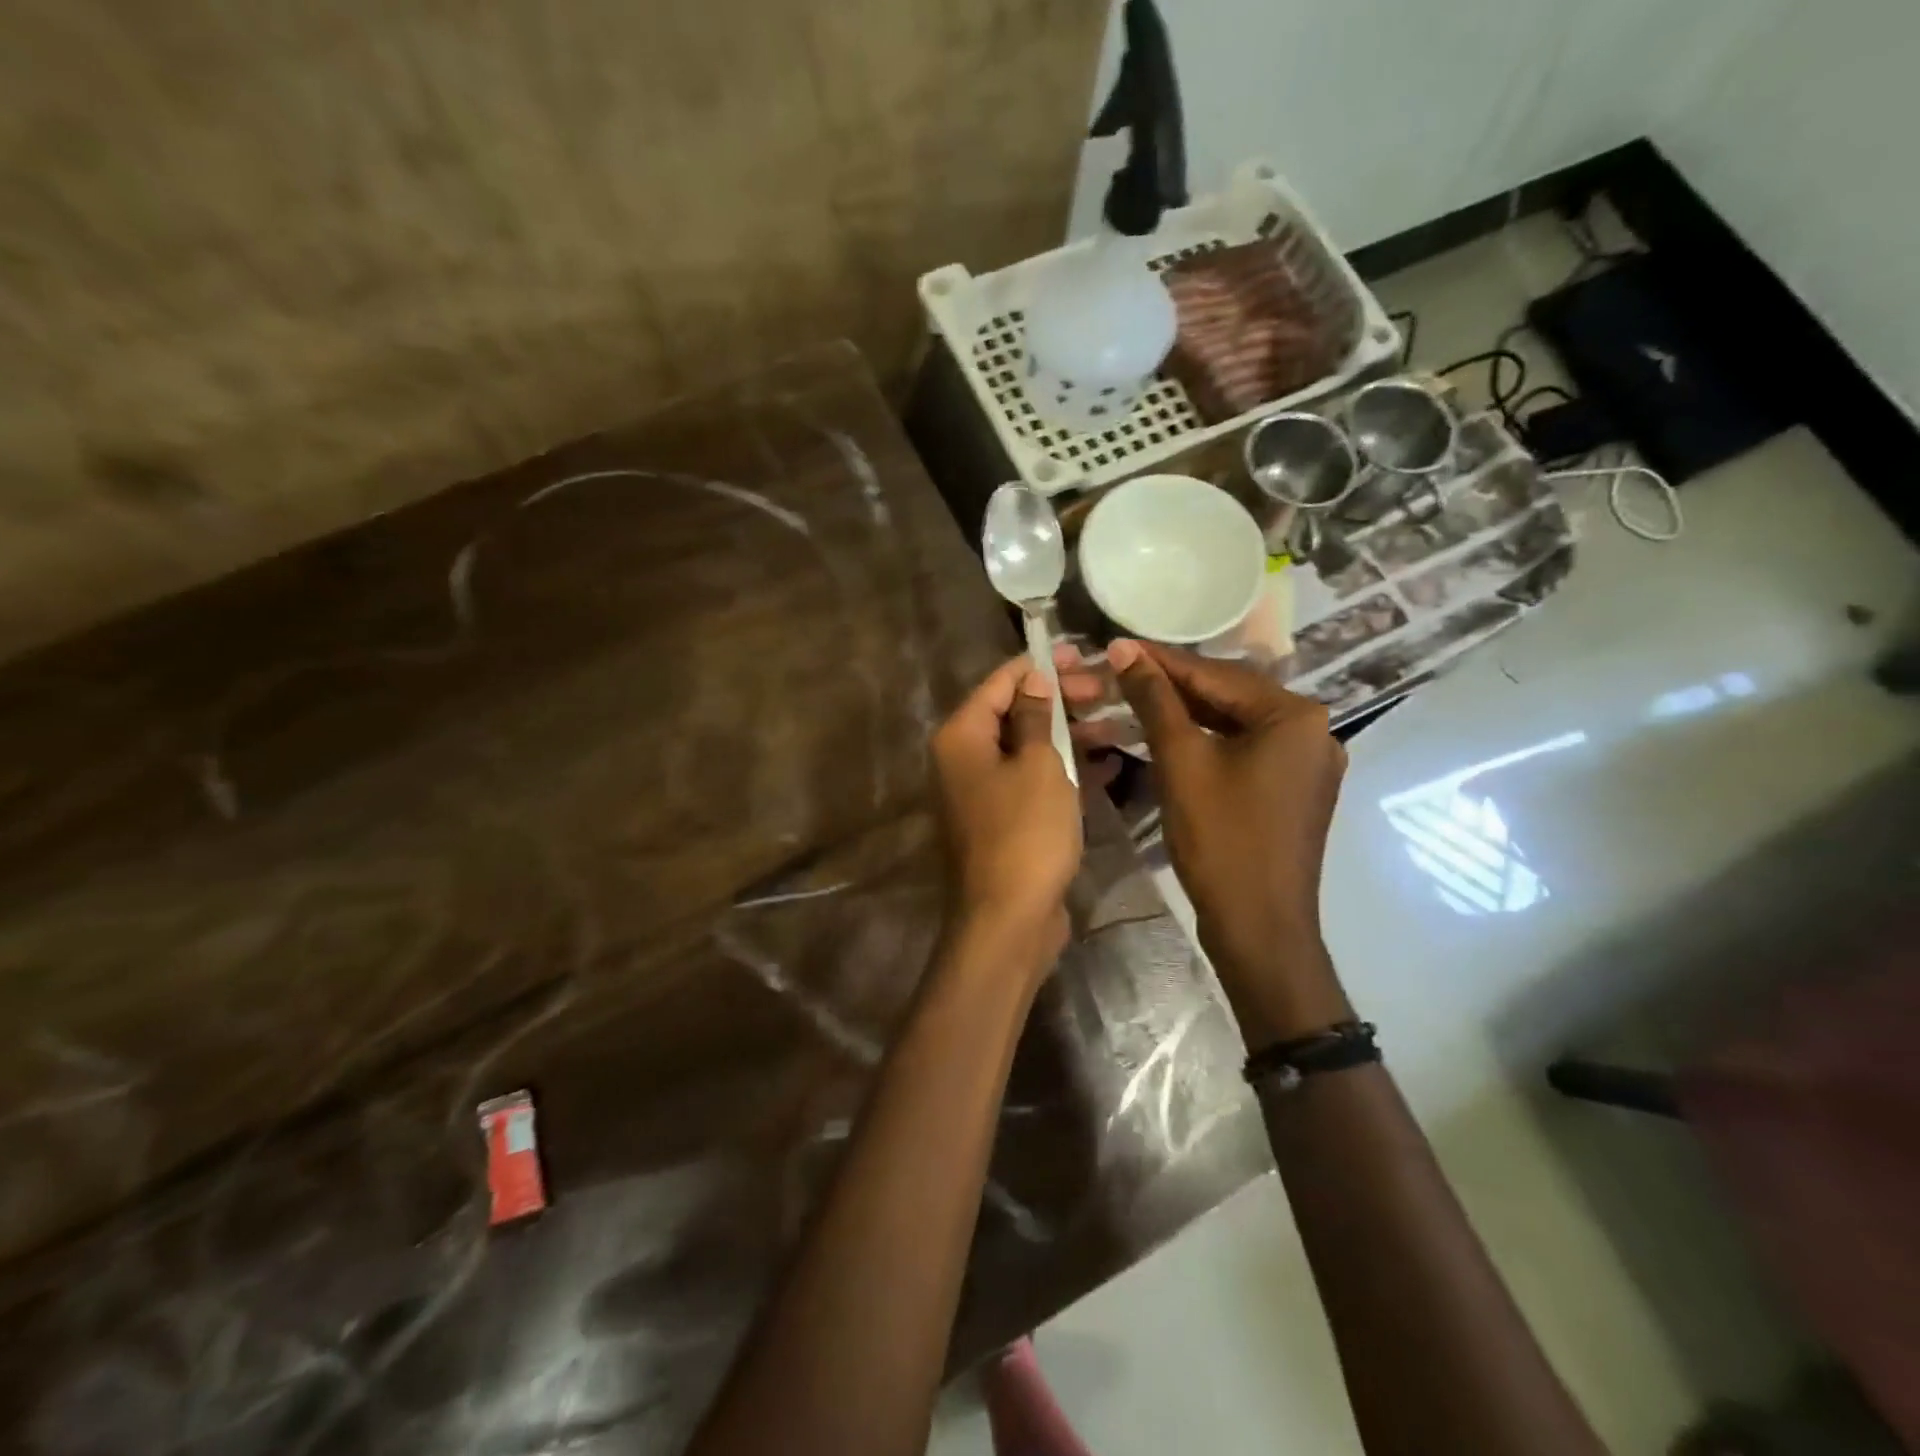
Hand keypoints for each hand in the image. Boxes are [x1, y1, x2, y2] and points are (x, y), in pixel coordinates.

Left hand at [930, 654, 1082, 961]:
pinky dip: (1066, 770)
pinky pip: (1035, 781)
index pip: (999, 681)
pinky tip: (1108, 763)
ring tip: (1119, 723)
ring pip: (1029, 747)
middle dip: (1061, 698)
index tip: (1082, 653)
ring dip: (1071, 734)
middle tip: (1107, 690)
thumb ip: (1035, 715)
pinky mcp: (1004, 820)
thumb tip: (1033, 677)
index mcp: (962, 736)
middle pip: (1014, 712)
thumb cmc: (1024, 834)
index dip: (1040, 664)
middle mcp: (964, 759)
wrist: (1008, 920)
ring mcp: (983, 792)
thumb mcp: (1039, 765)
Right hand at [1082, 640, 1350, 1039]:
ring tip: (1132, 700)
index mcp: (1295, 715)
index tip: (1114, 646)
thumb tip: (1124, 649)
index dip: (1159, 661)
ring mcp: (1304, 763)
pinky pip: (1241, 751)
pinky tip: (1166, 735)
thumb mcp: (1181, 761)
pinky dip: (1203, 743)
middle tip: (1116, 674)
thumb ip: (1154, 700)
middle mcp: (1311, 730)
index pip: (1215, 674)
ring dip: (1182, 715)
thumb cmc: (1221, 839)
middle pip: (1226, 696)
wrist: (1258, 926)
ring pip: (1231, 724)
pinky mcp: (1291, 790)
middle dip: (1168, 688)